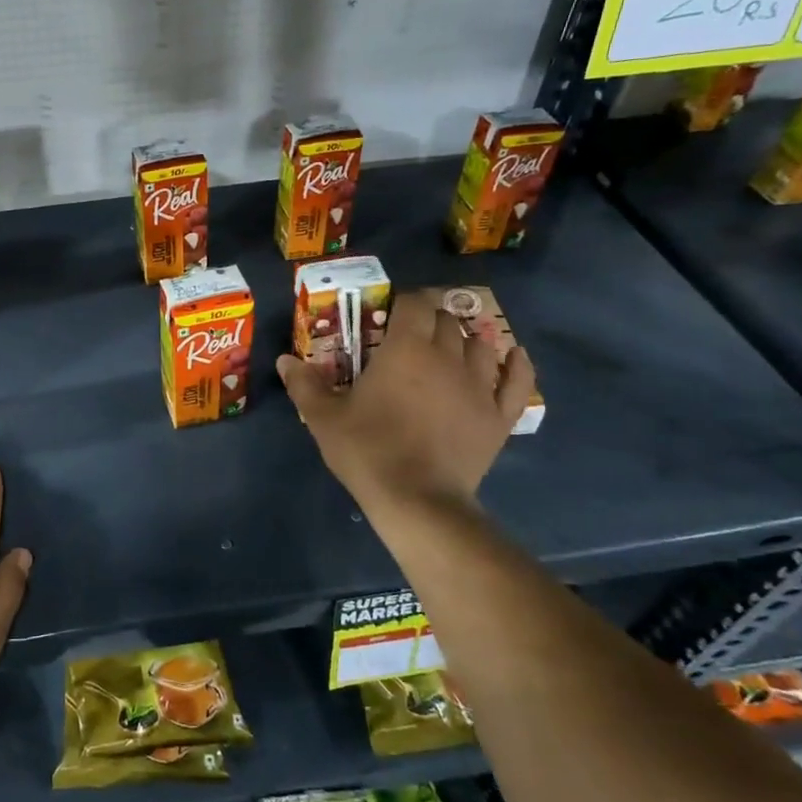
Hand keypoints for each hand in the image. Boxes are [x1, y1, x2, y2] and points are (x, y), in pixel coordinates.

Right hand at [278, 288, 535, 516]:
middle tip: (412, 333)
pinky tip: (512, 356)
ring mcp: (479, 385)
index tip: (391, 312)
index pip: (414, 304)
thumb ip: (304, 384)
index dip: (404, 301)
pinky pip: (517, 380)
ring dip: (465, 339)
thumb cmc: (367, 451)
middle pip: (446, 321)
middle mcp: (447, 356)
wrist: (418, 500)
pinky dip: (516, 364)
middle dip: (431, 319)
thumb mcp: (324, 418)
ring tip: (451, 347)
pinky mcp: (499, 415)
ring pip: (481, 344)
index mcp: (405, 349)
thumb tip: (285, 360)